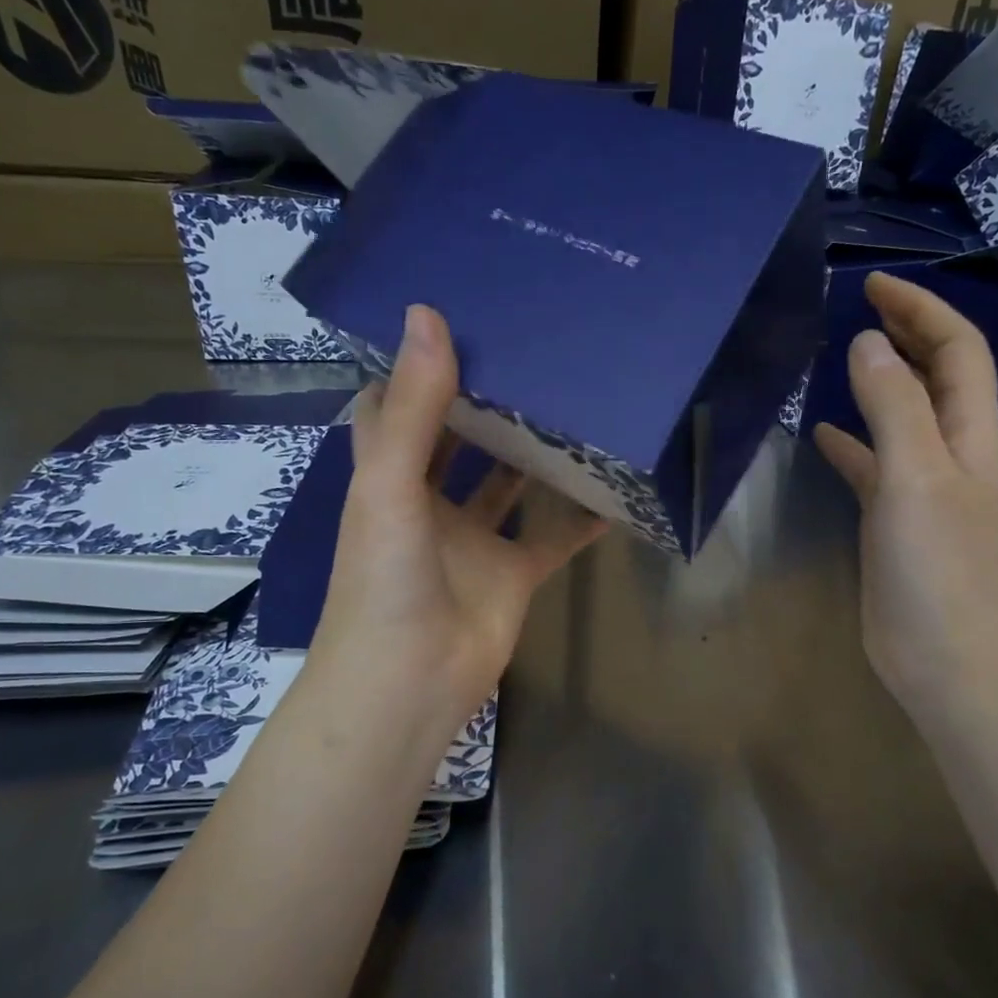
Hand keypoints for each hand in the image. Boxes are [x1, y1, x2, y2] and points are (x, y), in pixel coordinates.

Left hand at [308, 304, 606, 752]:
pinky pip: (552, 536)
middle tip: (530, 348)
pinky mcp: (512, 572)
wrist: (410, 683)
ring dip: (531, 451)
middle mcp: (429, 501)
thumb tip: (427, 314)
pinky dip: (579, 516)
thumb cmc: (386, 580)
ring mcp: (473, 539)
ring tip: (572, 398)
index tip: (448, 319)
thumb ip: (415, 407)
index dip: (410, 366)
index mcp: (388, 476)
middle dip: (484, 400)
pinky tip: (611, 485)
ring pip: (507, 483)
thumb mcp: (391, 484)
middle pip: (457, 439)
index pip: (392, 407)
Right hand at [813, 272, 997, 719]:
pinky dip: (851, 441)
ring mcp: (922, 487)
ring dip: (878, 380)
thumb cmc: (937, 566)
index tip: (874, 285)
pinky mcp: (894, 519)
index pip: (956, 350)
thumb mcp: (914, 475)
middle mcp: (951, 451)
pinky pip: (873, 464)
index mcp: (968, 432)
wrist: (945, 659)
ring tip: (838, 355)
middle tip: (859, 305)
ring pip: (902, 416)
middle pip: (935, 375)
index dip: (922, 310)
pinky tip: (822, 434)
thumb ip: (892, 406)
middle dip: (906, 333)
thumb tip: (867, 340)